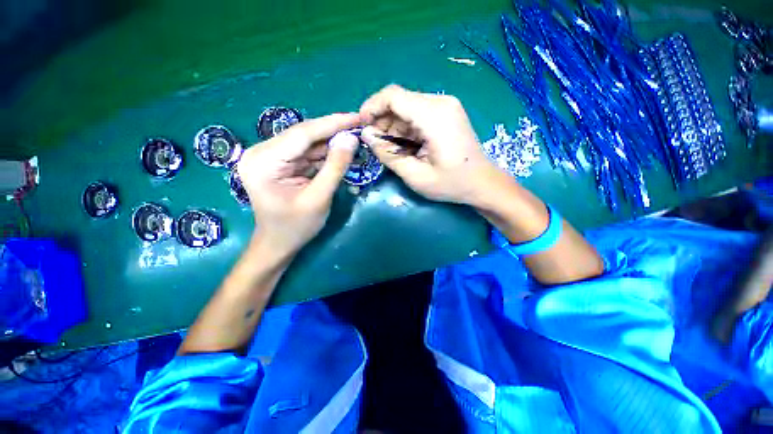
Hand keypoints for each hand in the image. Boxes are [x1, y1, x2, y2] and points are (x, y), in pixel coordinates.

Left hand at [237, 113, 361, 256]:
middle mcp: (262, 152)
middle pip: (304, 135)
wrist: (278, 244)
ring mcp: (270, 157)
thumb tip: (351, 139)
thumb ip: (335, 167)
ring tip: (355, 137)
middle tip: (359, 125)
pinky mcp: (280, 163)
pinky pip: (306, 153)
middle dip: (333, 131)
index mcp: (263, 161)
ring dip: (331, 142)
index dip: (333, 124)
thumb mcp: (318, 198)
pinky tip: (342, 151)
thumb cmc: (295, 227)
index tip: (357, 116)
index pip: (303, 134)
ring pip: (307, 142)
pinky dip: (325, 153)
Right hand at [359, 84, 503, 204]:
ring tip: (389, 148)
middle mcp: (440, 102)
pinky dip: (405, 128)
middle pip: (399, 100)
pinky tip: (405, 145)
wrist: (483, 183)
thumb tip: (366, 136)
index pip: (393, 96)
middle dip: (381, 120)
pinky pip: (418, 113)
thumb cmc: (452, 184)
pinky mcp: (446, 113)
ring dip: (393, 126)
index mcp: (434, 115)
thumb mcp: (416, 176)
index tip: (362, 126)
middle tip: (374, 143)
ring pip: (407, 107)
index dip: (371, 107)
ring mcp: (445, 106)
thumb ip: (388, 155)